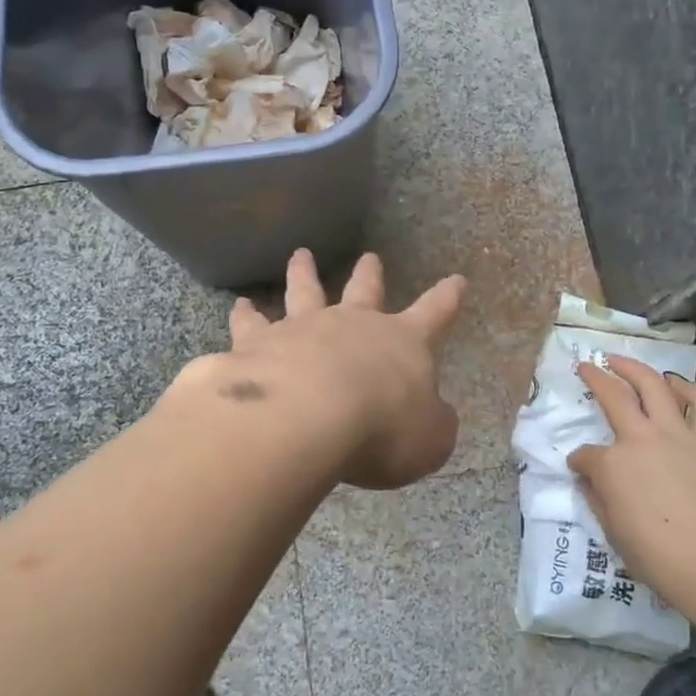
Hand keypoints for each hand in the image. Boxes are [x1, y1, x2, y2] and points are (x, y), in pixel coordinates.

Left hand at [216, 249, 466, 489]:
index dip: (447, 299)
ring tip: (300, 256)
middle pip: (365, 291)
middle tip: (369, 256)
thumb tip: (435, 416)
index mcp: (403, 344)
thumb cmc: (381, 428)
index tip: (456, 280)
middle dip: (370, 274)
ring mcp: (304, 328)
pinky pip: (251, 324)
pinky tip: (239, 306)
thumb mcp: (429, 440)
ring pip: (306, 291)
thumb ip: (434, 425)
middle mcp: (353, 325)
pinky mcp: (259, 343)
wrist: (307, 417)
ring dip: (305, 273)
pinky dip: (246, 314)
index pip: (434, 315)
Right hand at [567, 358, 695, 606]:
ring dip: (634, 368)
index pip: (585, 455)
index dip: (580, 462)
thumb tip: (588, 479)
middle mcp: (640, 438)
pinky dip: (688, 388)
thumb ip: (596, 498)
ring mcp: (677, 435)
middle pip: (613, 396)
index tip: (580, 469)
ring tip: (621, 360)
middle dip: (595, 378)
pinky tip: (676, 384)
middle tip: (586, 366)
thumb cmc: (657, 557)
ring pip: (653, 386)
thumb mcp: (612, 532)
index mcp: (610, 464)